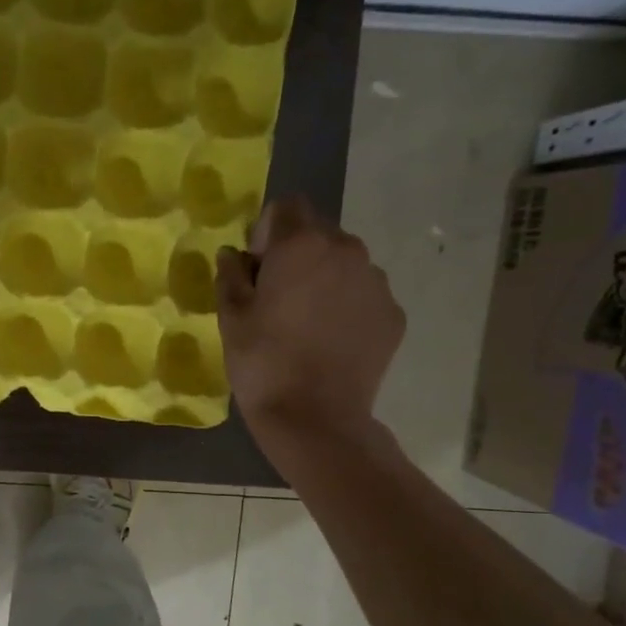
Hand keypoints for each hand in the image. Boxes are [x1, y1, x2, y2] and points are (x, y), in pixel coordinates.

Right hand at [216, 196, 404, 466]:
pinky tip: (330, 342)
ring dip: (325, 280)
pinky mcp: (393, 314)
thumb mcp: (231, 317)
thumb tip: (234, 254)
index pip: (287, 206)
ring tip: (306, 324)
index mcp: (303, 244)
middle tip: (279, 299)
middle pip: (319, 234)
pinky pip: (364, 296)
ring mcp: (377, 283)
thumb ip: (231, 275)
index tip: (257, 268)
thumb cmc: (263, 363)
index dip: (267, 231)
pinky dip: (347, 308)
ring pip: (345, 264)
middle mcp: (348, 250)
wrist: (315, 418)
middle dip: (298, 255)